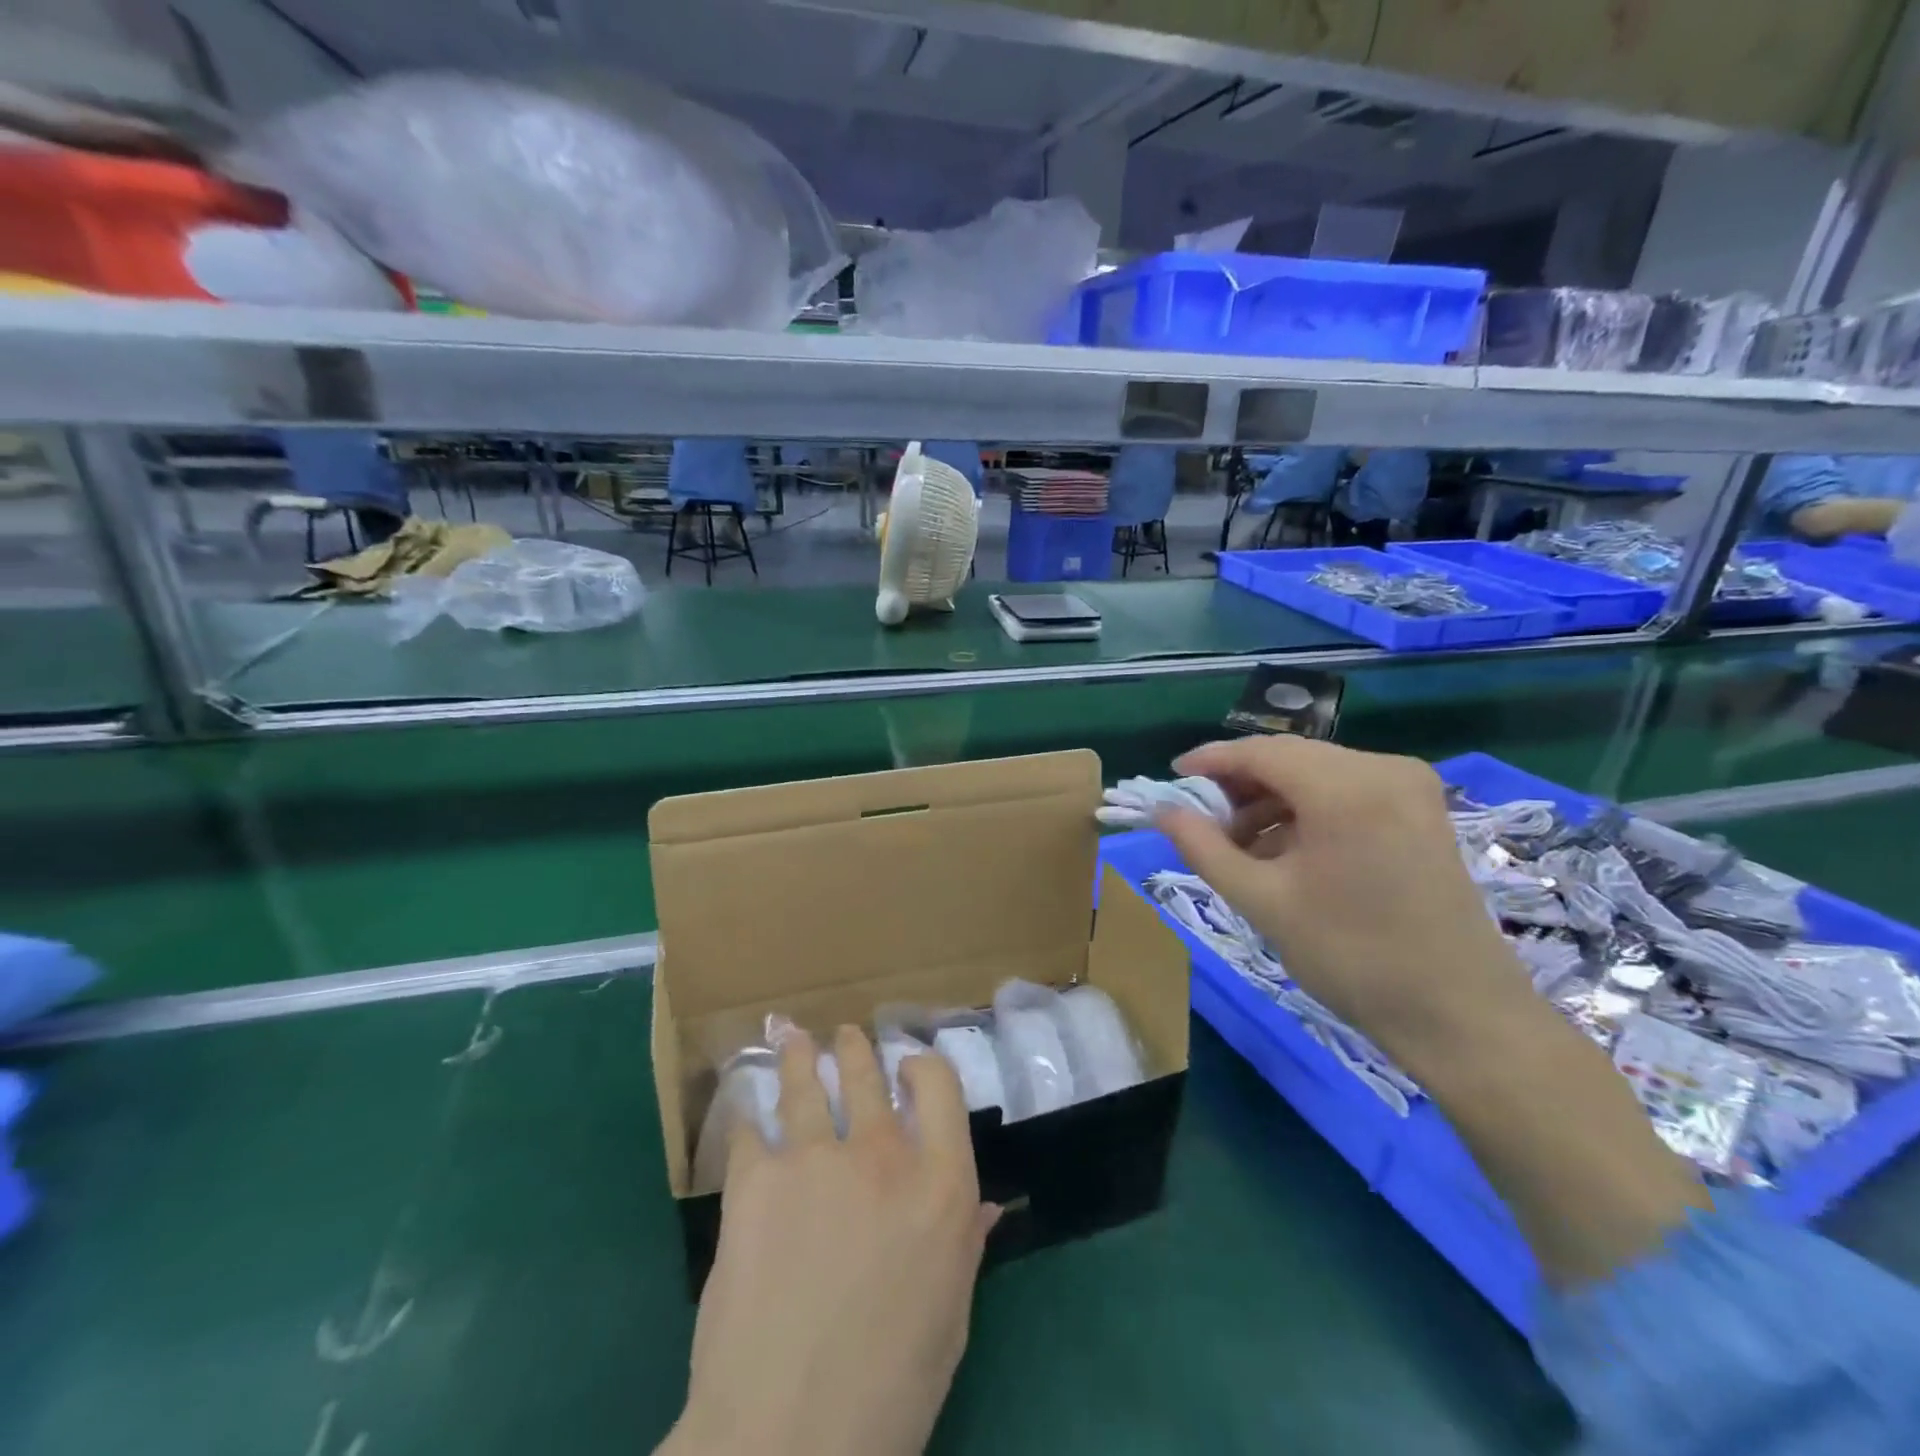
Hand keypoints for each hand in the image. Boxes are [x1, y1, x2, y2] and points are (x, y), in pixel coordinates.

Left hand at [664, 1026, 997, 1455]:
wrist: (786, 1439)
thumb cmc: (888, 1392)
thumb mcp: (949, 1320)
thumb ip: (964, 1248)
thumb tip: (982, 1207)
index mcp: (941, 1185)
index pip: (940, 1085)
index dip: (922, 1066)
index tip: (908, 1066)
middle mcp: (882, 1153)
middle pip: (868, 1073)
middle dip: (856, 1049)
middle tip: (845, 1036)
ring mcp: (815, 1158)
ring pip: (806, 1081)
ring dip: (800, 1055)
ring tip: (793, 1037)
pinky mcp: (755, 1179)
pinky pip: (751, 1130)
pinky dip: (750, 1118)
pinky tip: (746, 1111)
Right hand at [1156, 736, 1706, 1284]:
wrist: (1460, 1015)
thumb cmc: (1353, 957)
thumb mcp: (1263, 902)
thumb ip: (1204, 848)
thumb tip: (1164, 812)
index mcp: (1346, 788)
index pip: (1260, 752)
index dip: (1210, 761)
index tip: (1172, 779)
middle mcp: (1383, 769)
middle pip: (1289, 758)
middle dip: (1239, 786)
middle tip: (1201, 822)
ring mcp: (1409, 786)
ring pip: (1316, 774)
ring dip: (1271, 800)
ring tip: (1238, 845)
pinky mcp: (1421, 809)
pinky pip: (1345, 791)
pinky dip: (1306, 811)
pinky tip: (1284, 849)